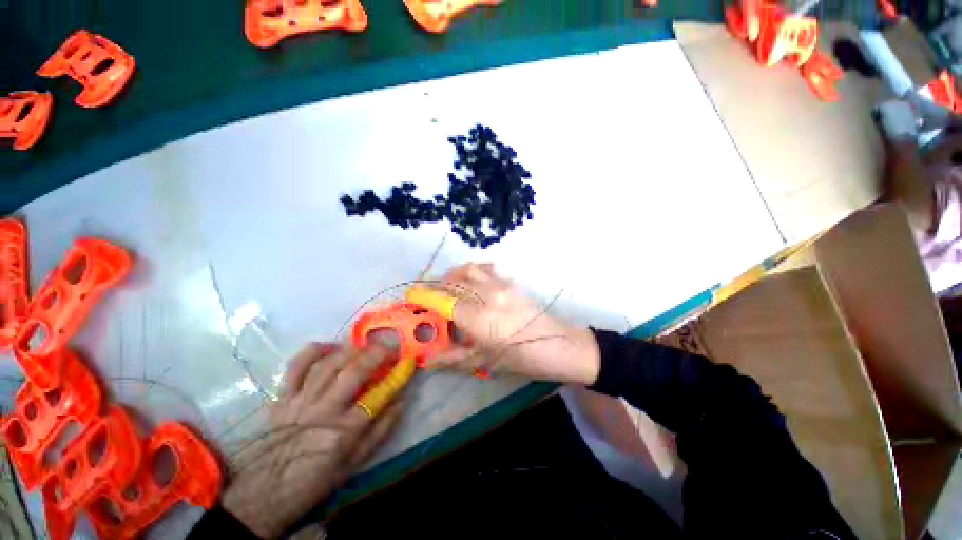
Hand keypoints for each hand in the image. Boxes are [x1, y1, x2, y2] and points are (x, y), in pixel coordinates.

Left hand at [223, 343, 404, 538]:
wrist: (265, 493)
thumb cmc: (315, 479)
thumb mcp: (355, 462)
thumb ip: (380, 430)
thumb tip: (401, 401)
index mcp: (345, 431)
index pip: (379, 395)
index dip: (398, 374)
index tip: (408, 361)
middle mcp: (324, 411)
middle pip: (354, 372)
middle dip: (376, 353)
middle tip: (389, 346)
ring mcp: (300, 401)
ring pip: (329, 364)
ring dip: (351, 350)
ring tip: (364, 346)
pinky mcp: (282, 397)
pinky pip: (296, 366)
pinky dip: (313, 351)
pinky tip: (329, 347)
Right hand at [428, 263, 599, 384]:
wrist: (558, 344)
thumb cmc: (521, 358)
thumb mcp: (484, 362)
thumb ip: (451, 358)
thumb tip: (425, 359)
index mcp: (479, 318)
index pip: (443, 301)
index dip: (423, 296)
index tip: (410, 295)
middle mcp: (487, 295)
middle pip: (452, 282)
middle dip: (434, 287)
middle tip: (426, 297)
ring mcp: (500, 284)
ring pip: (467, 270)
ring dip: (451, 276)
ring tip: (445, 288)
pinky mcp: (509, 282)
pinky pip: (484, 268)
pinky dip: (470, 270)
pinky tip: (469, 280)